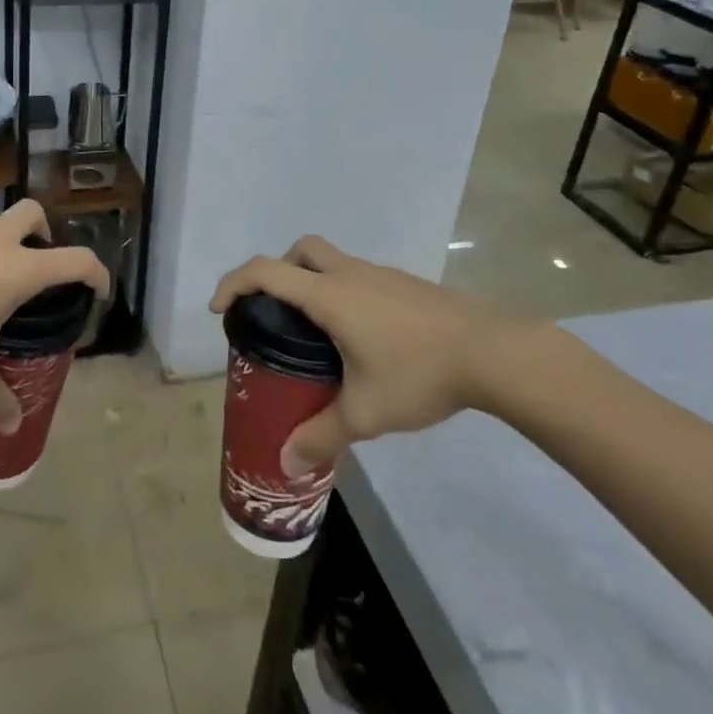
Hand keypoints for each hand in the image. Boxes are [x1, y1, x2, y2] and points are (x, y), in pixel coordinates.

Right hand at [210, 236, 534, 475]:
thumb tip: (288, 462)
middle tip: (276, 313)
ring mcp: (381, 275)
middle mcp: (350, 274)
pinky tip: (363, 339)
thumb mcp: (365, 412)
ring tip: (319, 336)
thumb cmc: (418, 374)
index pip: (266, 271)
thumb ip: (322, 435)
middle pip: (301, 251)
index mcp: (329, 295)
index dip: (234, 283)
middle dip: (278, 273)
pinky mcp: (405, 284)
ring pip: (332, 261)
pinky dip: (344, 294)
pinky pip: (359, 277)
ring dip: (314, 283)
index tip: (221, 310)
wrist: (491, 352)